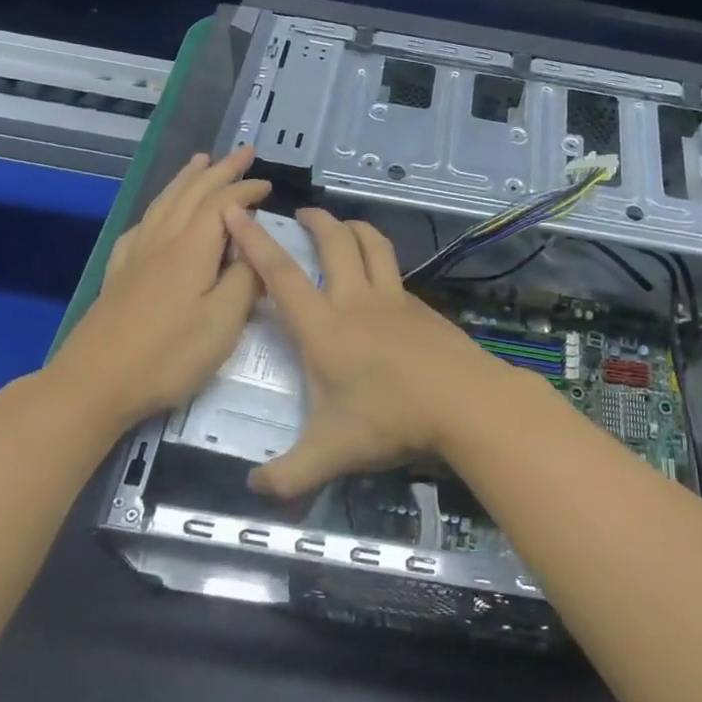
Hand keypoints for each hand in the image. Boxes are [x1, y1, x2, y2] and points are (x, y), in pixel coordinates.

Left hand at [48, 149, 268, 430]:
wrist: (94, 384)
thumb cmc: (167, 356)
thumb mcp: (223, 323)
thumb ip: (245, 281)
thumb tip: (256, 249)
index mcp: (192, 249)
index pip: (223, 204)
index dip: (246, 189)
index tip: (268, 184)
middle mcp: (163, 241)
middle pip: (192, 193)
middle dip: (220, 170)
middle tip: (243, 152)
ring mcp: (136, 256)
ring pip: (165, 203)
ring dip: (187, 179)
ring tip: (200, 162)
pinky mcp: (120, 274)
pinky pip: (143, 225)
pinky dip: (158, 208)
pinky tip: (158, 214)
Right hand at [222, 207, 511, 496]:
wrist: (465, 402)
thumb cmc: (391, 420)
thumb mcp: (331, 454)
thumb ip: (289, 475)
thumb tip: (254, 490)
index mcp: (324, 328)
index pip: (281, 276)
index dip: (255, 242)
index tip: (236, 212)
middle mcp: (356, 301)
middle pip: (335, 243)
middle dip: (316, 221)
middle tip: (303, 213)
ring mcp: (394, 300)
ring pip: (373, 246)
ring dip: (354, 228)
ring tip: (343, 227)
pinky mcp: (421, 307)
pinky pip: (395, 272)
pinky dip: (381, 261)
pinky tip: (380, 281)